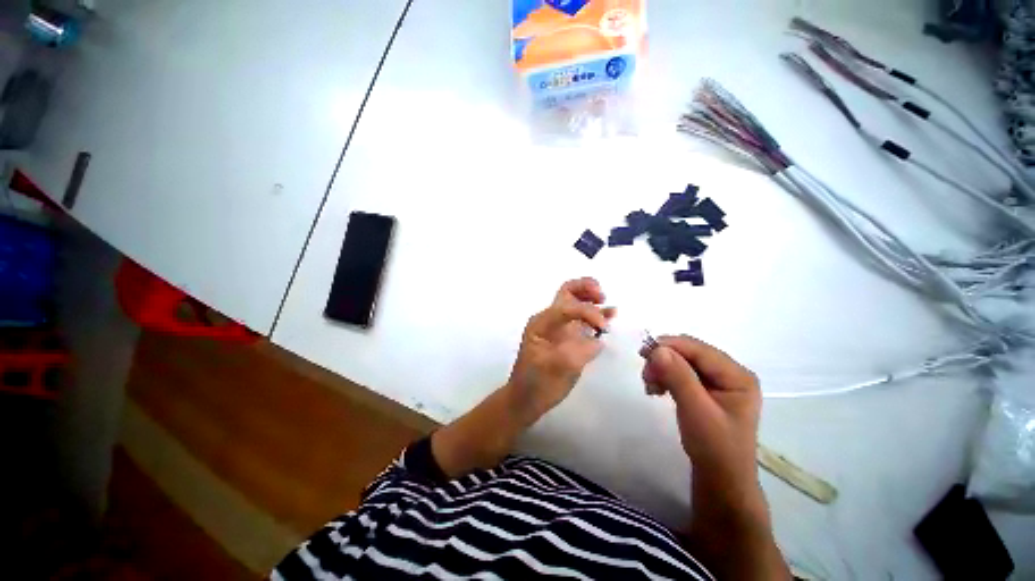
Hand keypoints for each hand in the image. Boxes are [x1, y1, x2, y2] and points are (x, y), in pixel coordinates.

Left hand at [506, 278, 615, 421]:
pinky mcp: (570, 337)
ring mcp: (560, 327)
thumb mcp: (553, 371)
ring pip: (577, 302)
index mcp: (541, 323)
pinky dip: (597, 314)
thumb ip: (575, 354)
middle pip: (568, 292)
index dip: (587, 311)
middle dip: (586, 288)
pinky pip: (584, 319)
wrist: (527, 399)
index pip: (566, 307)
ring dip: (593, 299)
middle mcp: (550, 320)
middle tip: (602, 297)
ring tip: (610, 308)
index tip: (603, 329)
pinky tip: (611, 314)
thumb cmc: (535, 385)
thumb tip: (597, 341)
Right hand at [641, 335, 760, 490]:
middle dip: (664, 359)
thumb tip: (657, 349)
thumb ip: (678, 377)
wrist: (720, 481)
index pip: (699, 349)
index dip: (670, 346)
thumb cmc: (714, 448)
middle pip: (690, 353)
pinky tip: (657, 389)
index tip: (642, 354)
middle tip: (645, 375)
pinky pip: (681, 373)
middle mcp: (730, 374)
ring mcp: (718, 382)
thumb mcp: (696, 411)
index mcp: (737, 376)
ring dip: (662, 368)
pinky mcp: (706, 391)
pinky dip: (666, 377)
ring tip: (650, 386)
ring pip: (682, 362)